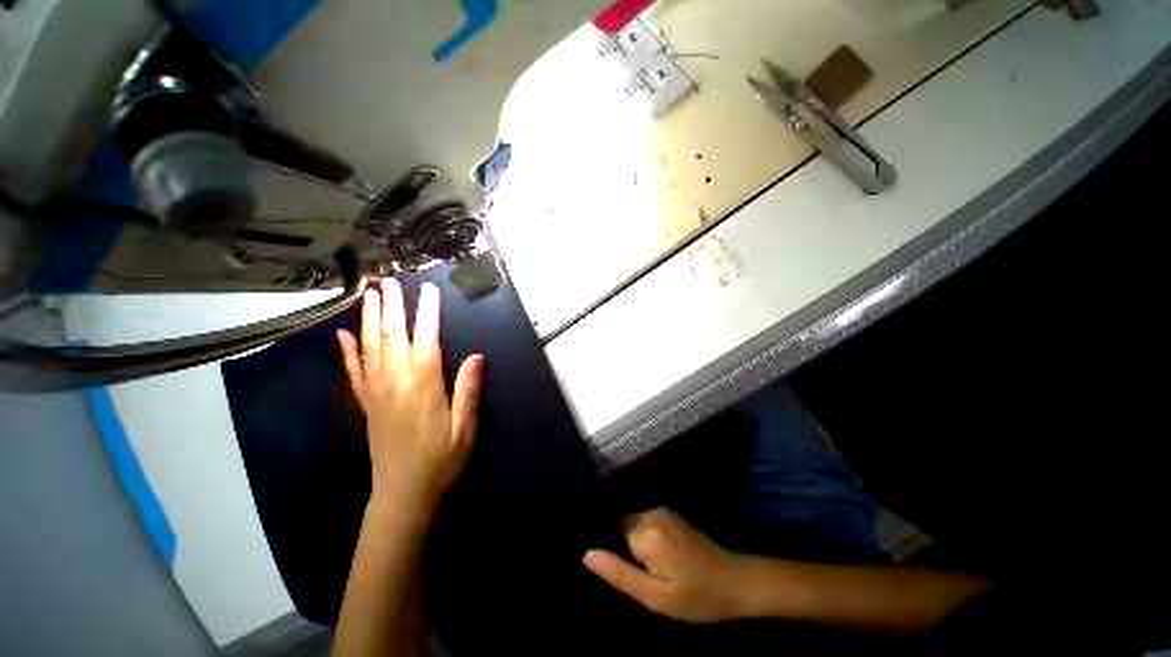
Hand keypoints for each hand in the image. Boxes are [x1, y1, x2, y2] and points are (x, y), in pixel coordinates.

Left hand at [337, 280, 484, 515]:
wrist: (403, 494)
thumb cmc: (441, 460)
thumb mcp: (465, 428)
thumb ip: (468, 390)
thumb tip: (477, 356)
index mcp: (423, 385)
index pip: (426, 339)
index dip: (427, 312)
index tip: (428, 290)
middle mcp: (395, 381)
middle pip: (391, 336)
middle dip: (391, 306)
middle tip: (388, 281)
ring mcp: (376, 392)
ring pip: (369, 347)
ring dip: (368, 319)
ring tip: (368, 295)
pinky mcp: (366, 404)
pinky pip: (354, 371)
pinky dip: (347, 350)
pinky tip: (342, 334)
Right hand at [584, 508, 746, 622]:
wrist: (737, 582)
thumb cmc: (697, 597)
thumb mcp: (656, 596)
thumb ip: (620, 574)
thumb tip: (586, 554)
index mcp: (646, 531)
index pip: (610, 530)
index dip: (606, 548)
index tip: (608, 567)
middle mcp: (652, 513)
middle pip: (620, 525)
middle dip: (617, 546)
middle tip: (626, 573)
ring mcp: (662, 512)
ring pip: (631, 524)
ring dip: (630, 544)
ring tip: (638, 568)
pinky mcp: (670, 516)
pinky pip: (643, 523)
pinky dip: (641, 539)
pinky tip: (650, 559)